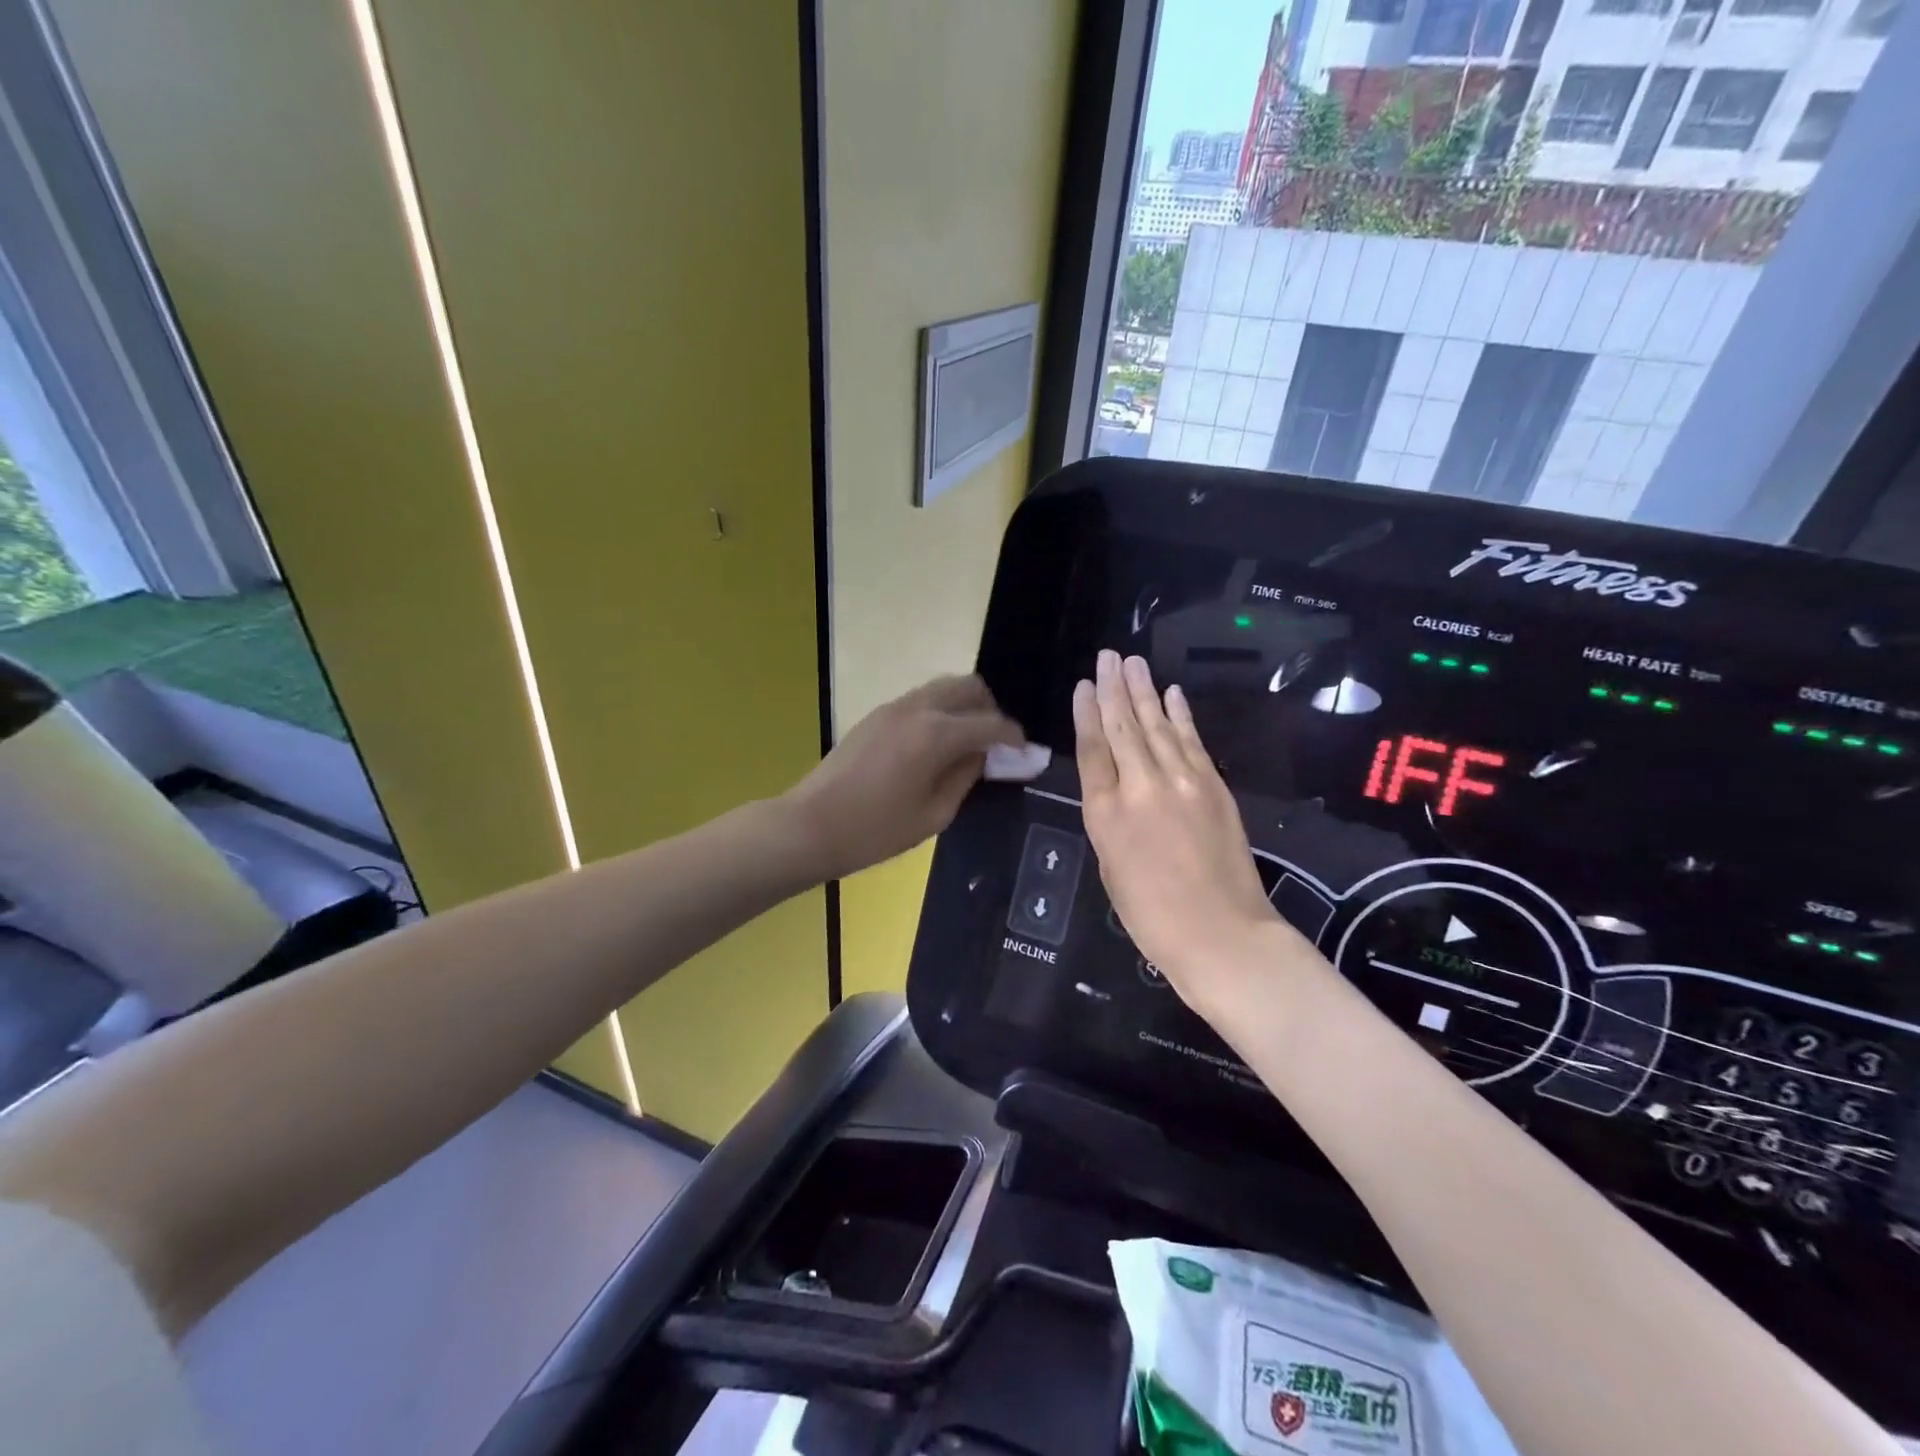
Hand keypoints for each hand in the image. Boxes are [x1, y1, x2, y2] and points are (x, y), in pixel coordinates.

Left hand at [784, 675, 1025, 880]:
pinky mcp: (876, 714)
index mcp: (936, 734)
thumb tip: (982, 756)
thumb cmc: (875, 831)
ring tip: (968, 742)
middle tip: (995, 743)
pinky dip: (940, 710)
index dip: (1013, 736)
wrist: (809, 825)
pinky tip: (937, 744)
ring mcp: (893, 707)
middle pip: (968, 687)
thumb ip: (965, 778)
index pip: (990, 723)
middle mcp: (918, 708)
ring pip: (943, 687)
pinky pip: (921, 699)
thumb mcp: (933, 815)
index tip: (1024, 751)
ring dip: (964, 706)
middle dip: (990, 710)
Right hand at [1074, 651, 1282, 1012]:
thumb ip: (1110, 821)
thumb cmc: (1152, 916)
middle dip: (1114, 689)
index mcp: (1105, 814)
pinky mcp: (1214, 786)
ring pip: (1157, 726)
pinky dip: (1181, 715)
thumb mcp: (1111, 869)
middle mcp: (1141, 788)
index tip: (1085, 684)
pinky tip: (1171, 694)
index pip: (1092, 749)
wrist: (1222, 935)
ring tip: (1132, 662)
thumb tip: (1117, 789)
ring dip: (1144, 691)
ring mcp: (1182, 783)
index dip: (1087, 713)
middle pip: (1123, 727)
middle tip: (1107, 655)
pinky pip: (1192, 741)